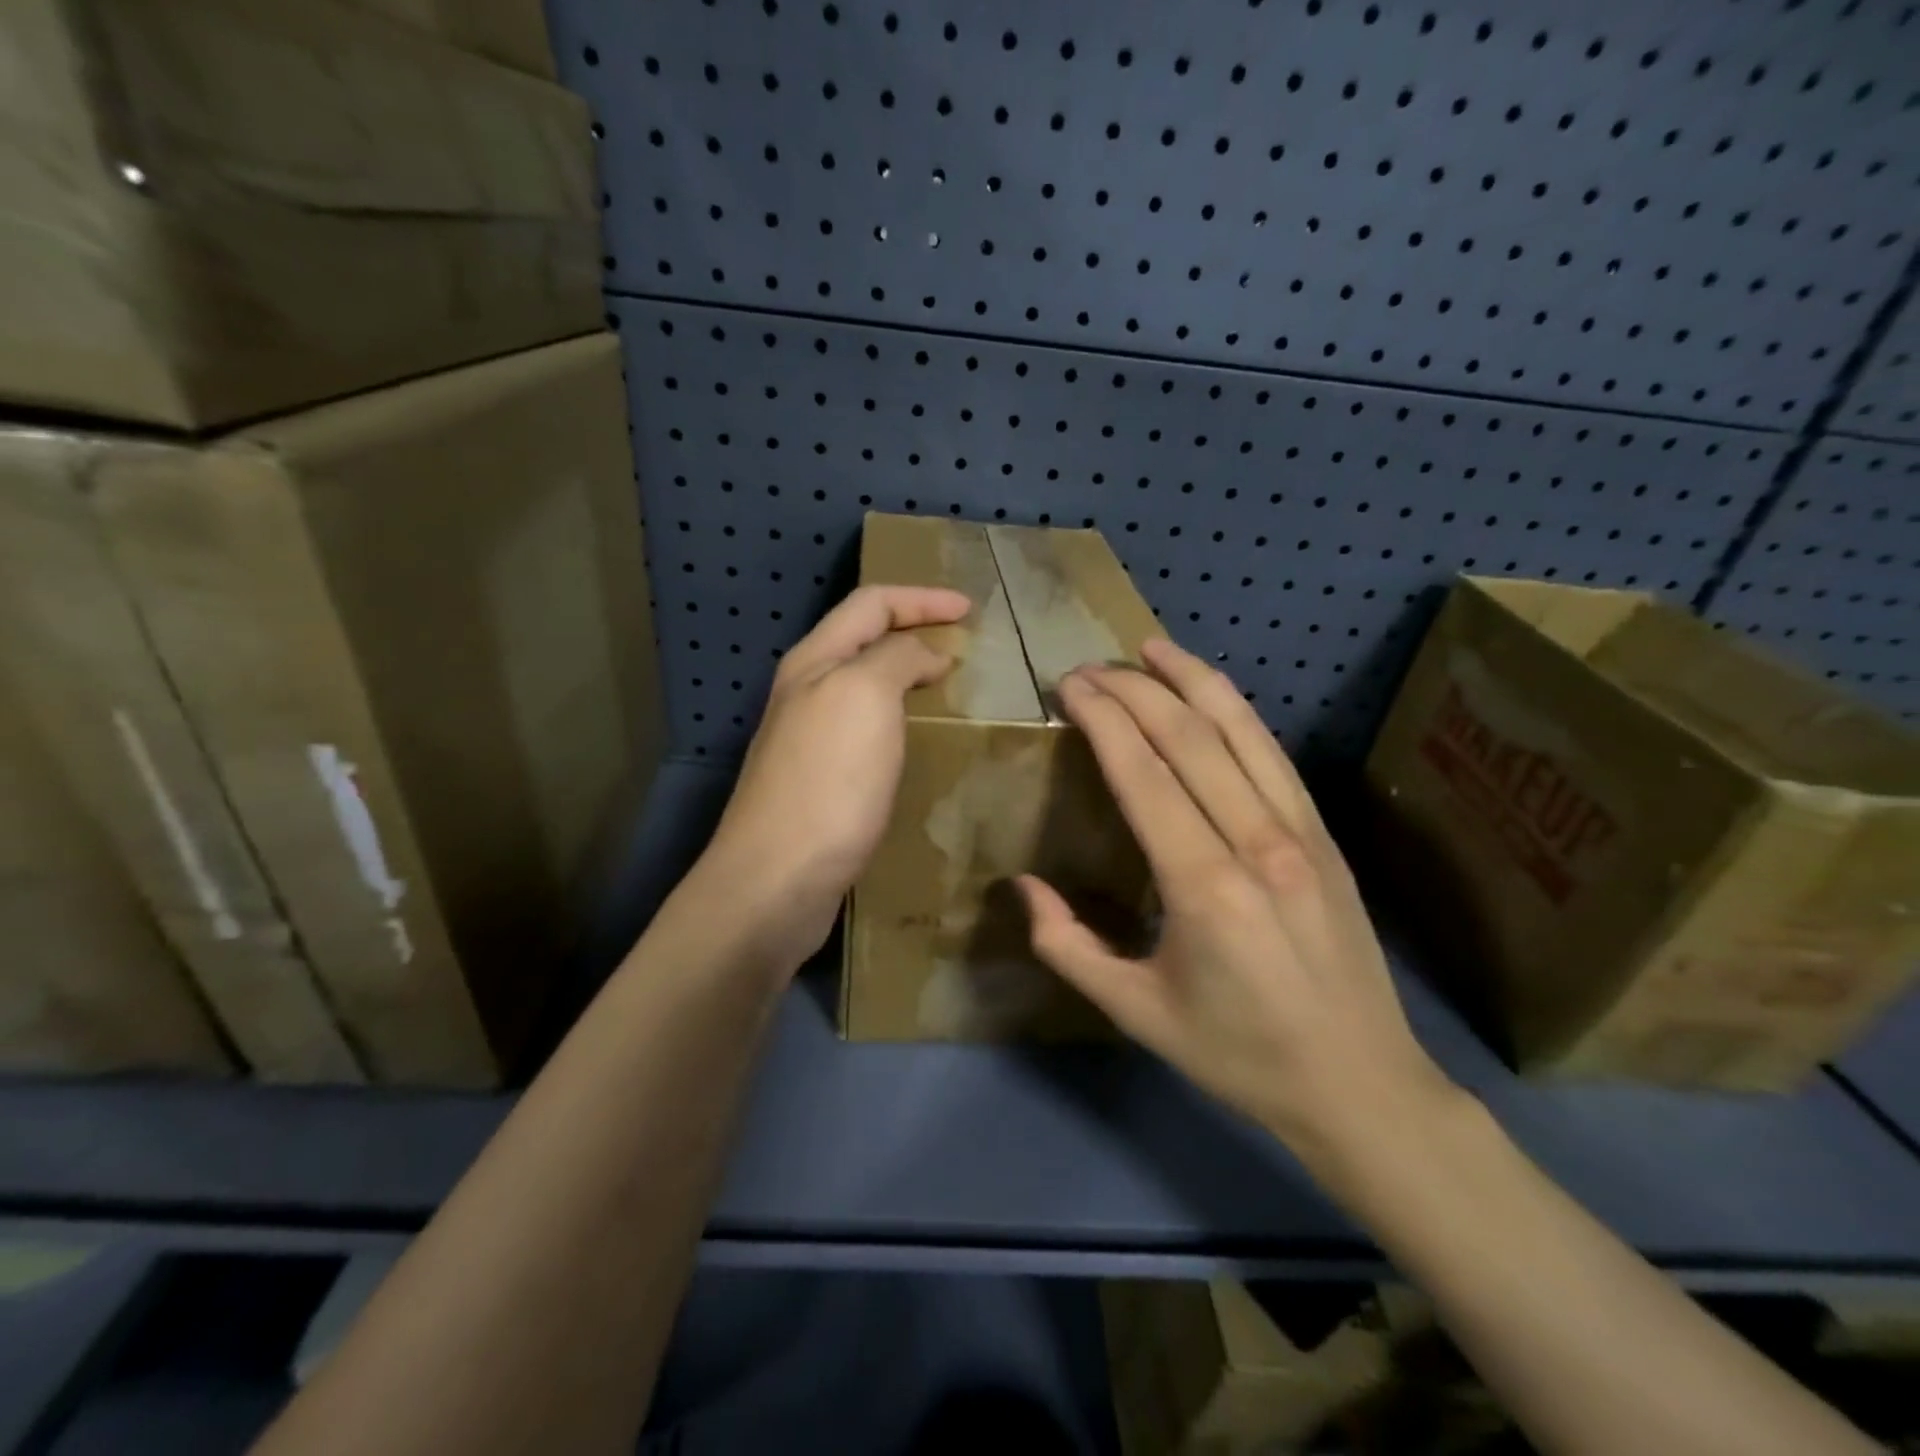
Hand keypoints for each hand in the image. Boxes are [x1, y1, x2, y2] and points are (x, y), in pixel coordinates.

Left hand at [698, 584, 969, 967]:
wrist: (777, 880)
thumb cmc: (827, 781)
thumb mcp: (864, 697)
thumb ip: (896, 659)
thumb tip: (924, 653)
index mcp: (814, 661)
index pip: (871, 604)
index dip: (922, 599)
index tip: (970, 610)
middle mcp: (806, 692)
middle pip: (864, 642)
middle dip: (913, 632)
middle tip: (963, 646)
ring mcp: (810, 739)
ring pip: (865, 688)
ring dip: (907, 678)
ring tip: (950, 688)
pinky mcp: (821, 782)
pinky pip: (868, 731)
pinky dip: (900, 722)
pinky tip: (920, 742)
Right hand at [1015, 639, 1456, 1166]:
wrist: (1361, 1086)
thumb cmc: (1239, 1055)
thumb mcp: (1135, 1013)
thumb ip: (1068, 947)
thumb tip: (1022, 887)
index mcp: (1204, 888)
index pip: (1145, 775)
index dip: (1104, 720)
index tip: (1070, 687)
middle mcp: (1257, 844)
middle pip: (1189, 738)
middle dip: (1134, 691)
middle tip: (1089, 669)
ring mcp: (1300, 833)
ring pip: (1241, 732)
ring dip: (1192, 681)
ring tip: (1150, 649)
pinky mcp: (1324, 837)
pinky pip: (1274, 755)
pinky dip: (1237, 713)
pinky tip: (1211, 694)